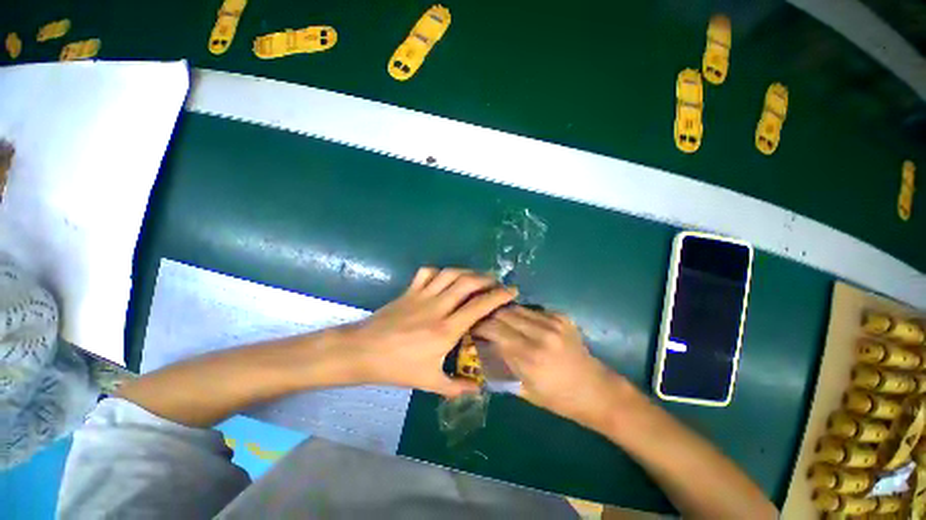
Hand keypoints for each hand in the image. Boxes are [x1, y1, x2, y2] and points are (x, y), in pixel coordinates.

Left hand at [345, 267, 516, 397]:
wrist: (363, 352)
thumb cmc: (397, 368)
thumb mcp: (428, 382)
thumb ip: (456, 387)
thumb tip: (478, 389)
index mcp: (446, 330)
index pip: (479, 306)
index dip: (498, 296)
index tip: (512, 291)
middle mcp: (437, 307)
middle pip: (467, 283)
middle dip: (486, 279)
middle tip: (496, 282)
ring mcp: (422, 295)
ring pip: (450, 274)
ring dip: (467, 272)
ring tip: (477, 277)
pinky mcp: (410, 290)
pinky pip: (428, 272)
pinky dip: (440, 271)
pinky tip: (445, 278)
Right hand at [473, 305, 627, 430]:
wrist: (596, 390)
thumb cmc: (558, 398)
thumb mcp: (524, 390)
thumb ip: (502, 366)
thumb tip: (482, 348)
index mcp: (529, 356)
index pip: (494, 329)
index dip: (479, 325)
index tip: (471, 327)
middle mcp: (540, 334)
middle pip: (503, 313)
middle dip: (488, 315)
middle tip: (481, 321)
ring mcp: (553, 323)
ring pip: (516, 308)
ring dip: (503, 312)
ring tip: (496, 318)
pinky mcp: (561, 317)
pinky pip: (532, 310)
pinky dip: (521, 314)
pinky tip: (519, 322)